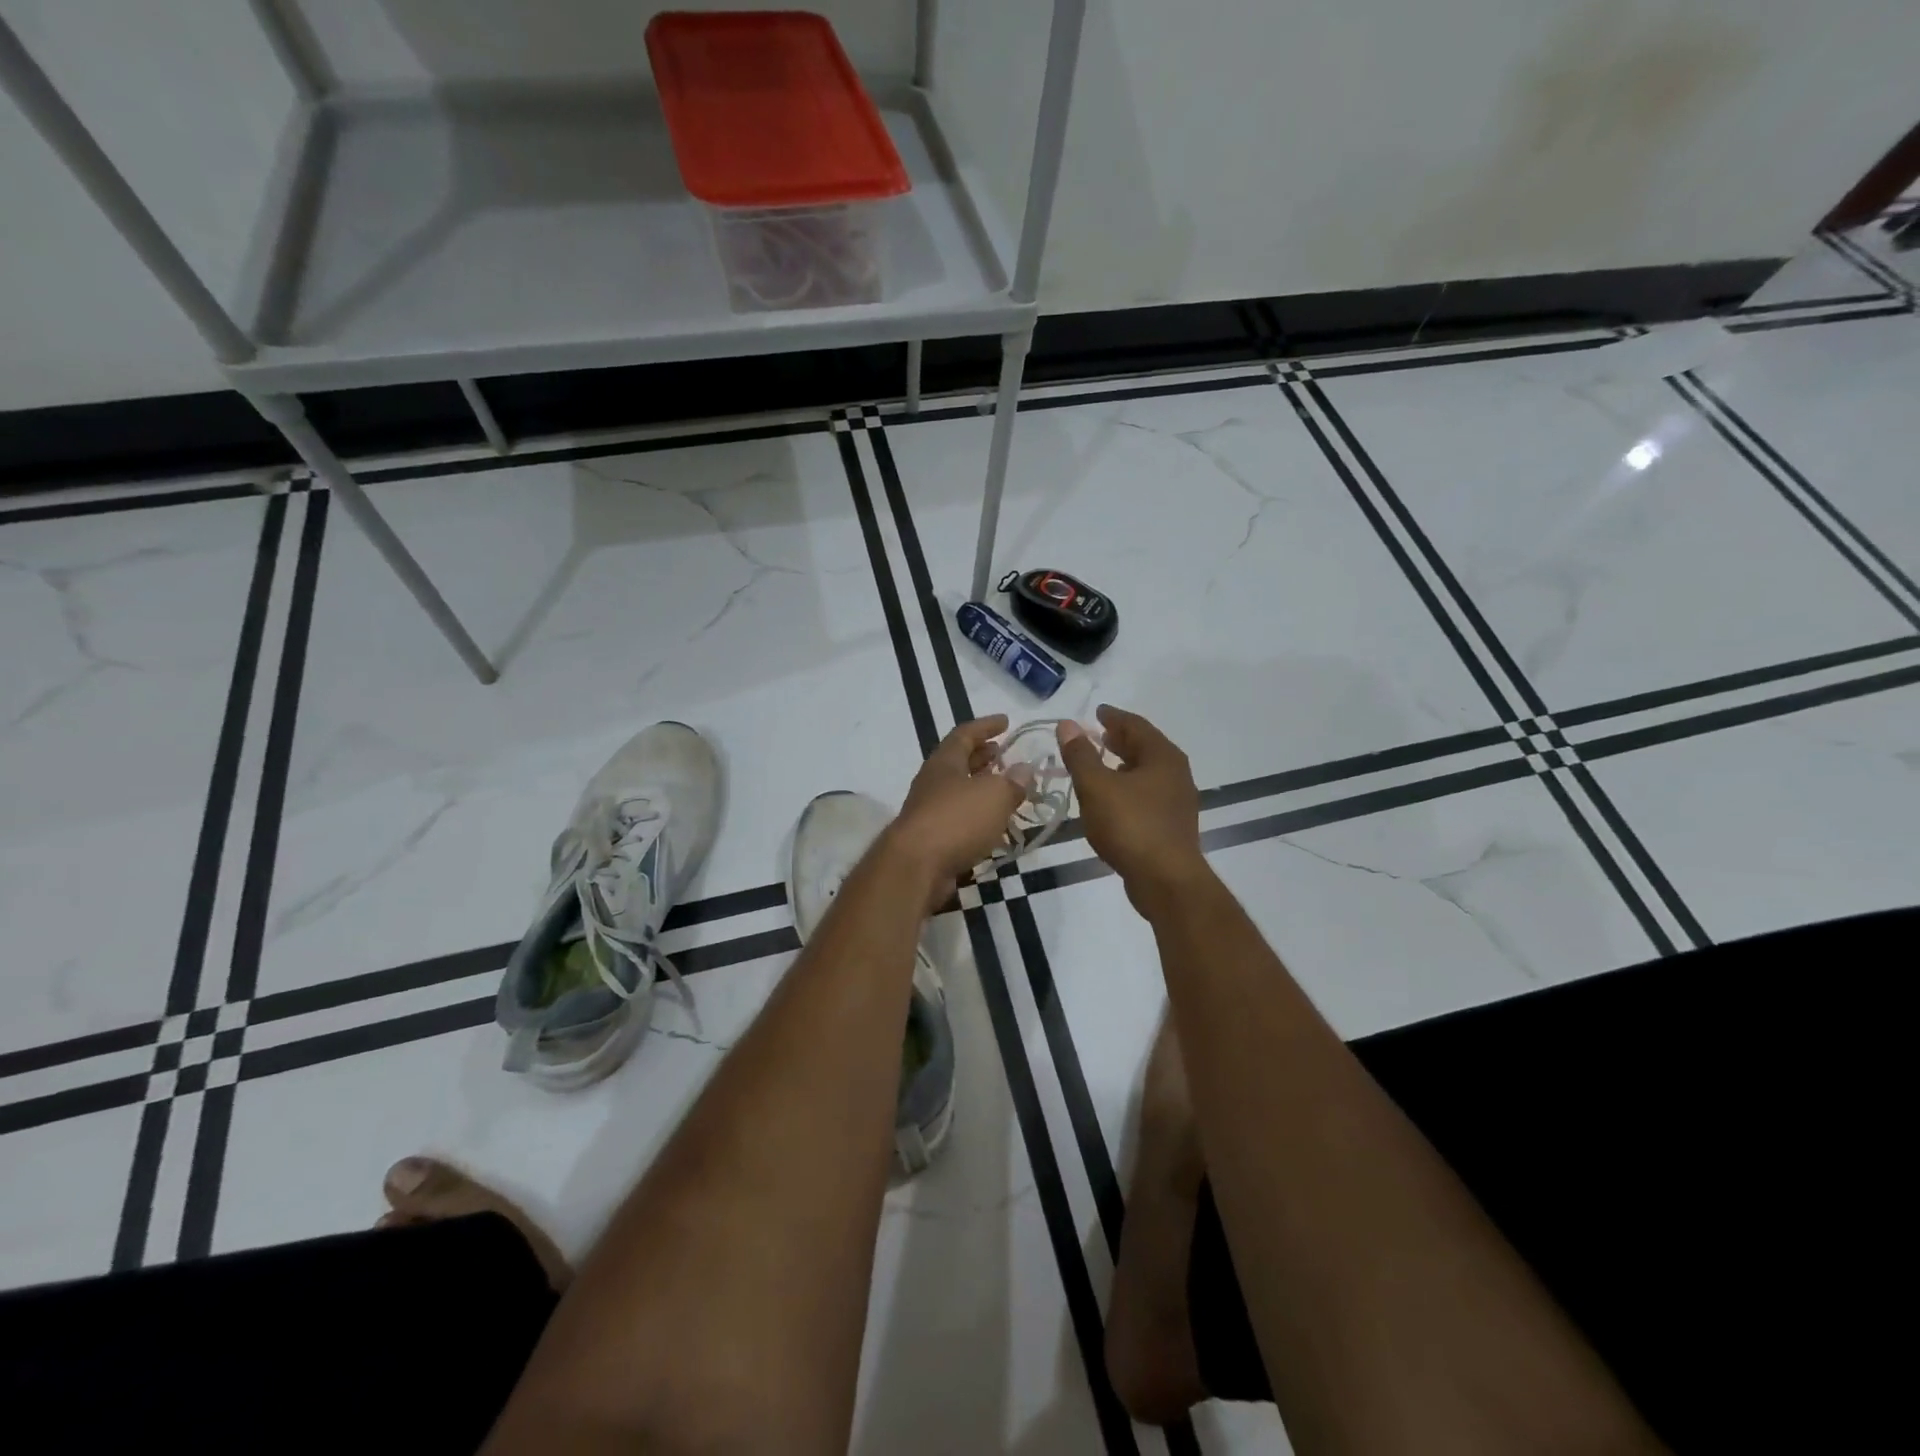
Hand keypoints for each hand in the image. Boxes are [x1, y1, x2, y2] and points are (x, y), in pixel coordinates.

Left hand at [889, 716, 1024, 907]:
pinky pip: (958, 819)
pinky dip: (977, 816)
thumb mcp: (994, 796)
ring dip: (981, 787)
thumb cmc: (955, 821)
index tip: (1006, 721)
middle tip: (1004, 754)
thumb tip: (1024, 769)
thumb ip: (1013, 782)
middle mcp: (933, 782)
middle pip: (959, 762)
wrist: (915, 868)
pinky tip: (993, 825)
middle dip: (982, 756)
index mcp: (944, 762)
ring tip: (1005, 789)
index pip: (964, 734)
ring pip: (958, 791)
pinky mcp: (931, 840)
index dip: (986, 726)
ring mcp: (928, 811)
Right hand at [1056, 705, 1208, 914]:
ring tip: (1100, 765)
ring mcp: (1177, 801)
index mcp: (1162, 757)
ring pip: (1147, 773)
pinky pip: (1148, 795)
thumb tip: (1068, 725)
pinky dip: (1129, 787)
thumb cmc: (1130, 825)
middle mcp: (1176, 774)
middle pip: (1145, 748)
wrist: (1165, 880)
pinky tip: (1112, 799)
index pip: (1136, 725)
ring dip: (1124, 765)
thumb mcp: (1096, 786)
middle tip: (1098, 735)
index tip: (1097, 713)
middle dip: (1120, 740)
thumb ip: (1080, 755)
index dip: (1114, 717)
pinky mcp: (1172, 826)